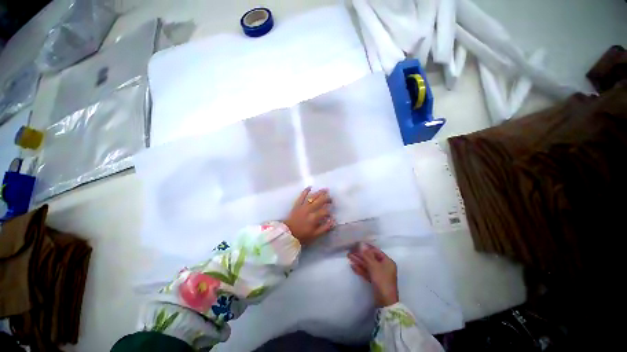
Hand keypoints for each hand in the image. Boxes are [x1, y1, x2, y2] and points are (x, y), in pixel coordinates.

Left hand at [284, 187, 334, 244]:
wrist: (287, 233)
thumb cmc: (302, 235)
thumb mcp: (315, 235)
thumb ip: (325, 228)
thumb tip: (333, 221)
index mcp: (314, 218)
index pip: (325, 211)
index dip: (329, 211)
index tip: (331, 213)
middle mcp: (309, 210)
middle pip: (320, 201)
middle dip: (327, 198)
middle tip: (331, 198)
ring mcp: (303, 206)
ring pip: (312, 197)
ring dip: (319, 193)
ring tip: (325, 189)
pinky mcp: (297, 204)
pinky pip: (301, 196)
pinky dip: (305, 191)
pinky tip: (310, 187)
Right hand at [347, 244, 398, 307]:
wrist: (386, 303)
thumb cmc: (382, 281)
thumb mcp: (374, 267)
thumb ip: (367, 255)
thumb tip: (361, 244)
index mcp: (387, 262)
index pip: (376, 251)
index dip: (366, 248)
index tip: (357, 245)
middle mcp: (384, 267)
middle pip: (370, 258)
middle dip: (360, 255)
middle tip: (350, 251)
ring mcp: (379, 274)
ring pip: (368, 265)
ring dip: (358, 261)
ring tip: (349, 257)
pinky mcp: (375, 281)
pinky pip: (367, 272)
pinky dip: (360, 269)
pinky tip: (352, 266)